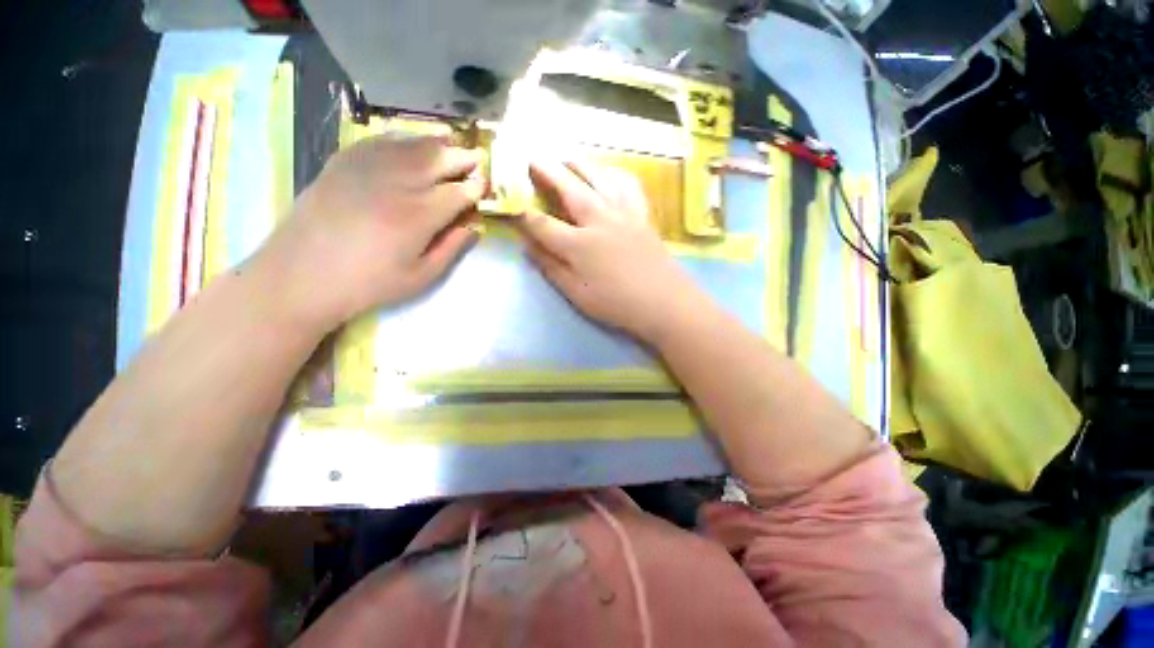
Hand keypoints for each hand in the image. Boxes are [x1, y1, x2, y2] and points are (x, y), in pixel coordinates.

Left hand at [260, 135, 485, 331]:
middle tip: (477, 157)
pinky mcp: (345, 161)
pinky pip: (381, 140)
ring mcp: (368, 167)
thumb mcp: (420, 277)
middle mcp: (398, 183)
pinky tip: (412, 141)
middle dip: (463, 157)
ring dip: (438, 142)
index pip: (459, 192)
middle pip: (439, 159)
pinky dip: (404, 137)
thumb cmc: (368, 283)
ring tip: (452, 140)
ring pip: (413, 144)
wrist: (302, 274)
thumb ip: (451, 249)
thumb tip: (474, 227)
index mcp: (419, 216)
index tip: (486, 185)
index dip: (476, 187)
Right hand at [517, 159, 702, 341]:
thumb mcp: (577, 294)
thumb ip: (551, 268)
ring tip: (566, 156)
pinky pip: (629, 185)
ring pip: (598, 178)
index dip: (524, 215)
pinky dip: (616, 174)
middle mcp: (599, 220)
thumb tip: (527, 247)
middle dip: (547, 171)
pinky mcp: (642, 215)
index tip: (511, 205)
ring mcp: (623, 213)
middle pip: (569, 188)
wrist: (664, 302)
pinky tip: (610, 173)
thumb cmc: (617, 303)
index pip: (543, 224)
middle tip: (532, 157)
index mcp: (579, 244)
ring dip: (579, 164)